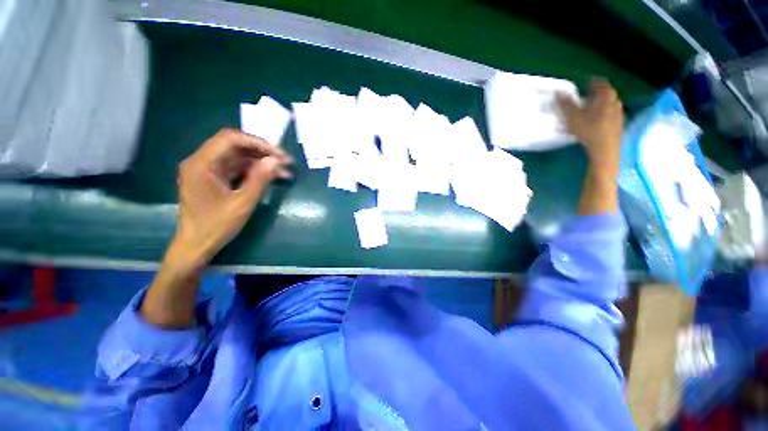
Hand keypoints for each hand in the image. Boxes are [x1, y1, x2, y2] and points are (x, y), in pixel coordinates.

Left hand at [171, 128, 291, 269]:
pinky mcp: (212, 179)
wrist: (196, 246)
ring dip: (260, 162)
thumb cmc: (216, 226)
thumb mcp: (242, 203)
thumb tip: (275, 160)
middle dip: (262, 152)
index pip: (230, 139)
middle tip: (285, 162)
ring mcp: (206, 170)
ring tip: (283, 171)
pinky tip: (270, 177)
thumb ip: (259, 179)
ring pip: (237, 157)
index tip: (279, 155)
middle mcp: (201, 162)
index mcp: (202, 164)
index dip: (258, 143)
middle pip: (234, 146)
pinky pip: (235, 168)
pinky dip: (253, 171)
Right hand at [556, 78, 623, 174]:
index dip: (590, 83)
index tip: (583, 85)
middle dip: (596, 94)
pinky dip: (603, 114)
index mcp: (606, 95)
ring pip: (609, 104)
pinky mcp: (619, 124)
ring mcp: (619, 113)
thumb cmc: (589, 129)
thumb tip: (558, 91)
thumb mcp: (572, 116)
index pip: (599, 83)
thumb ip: (565, 103)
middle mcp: (615, 101)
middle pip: (606, 93)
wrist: (605, 149)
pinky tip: (596, 121)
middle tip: (585, 97)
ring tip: (590, 109)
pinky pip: (611, 114)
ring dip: (600, 105)